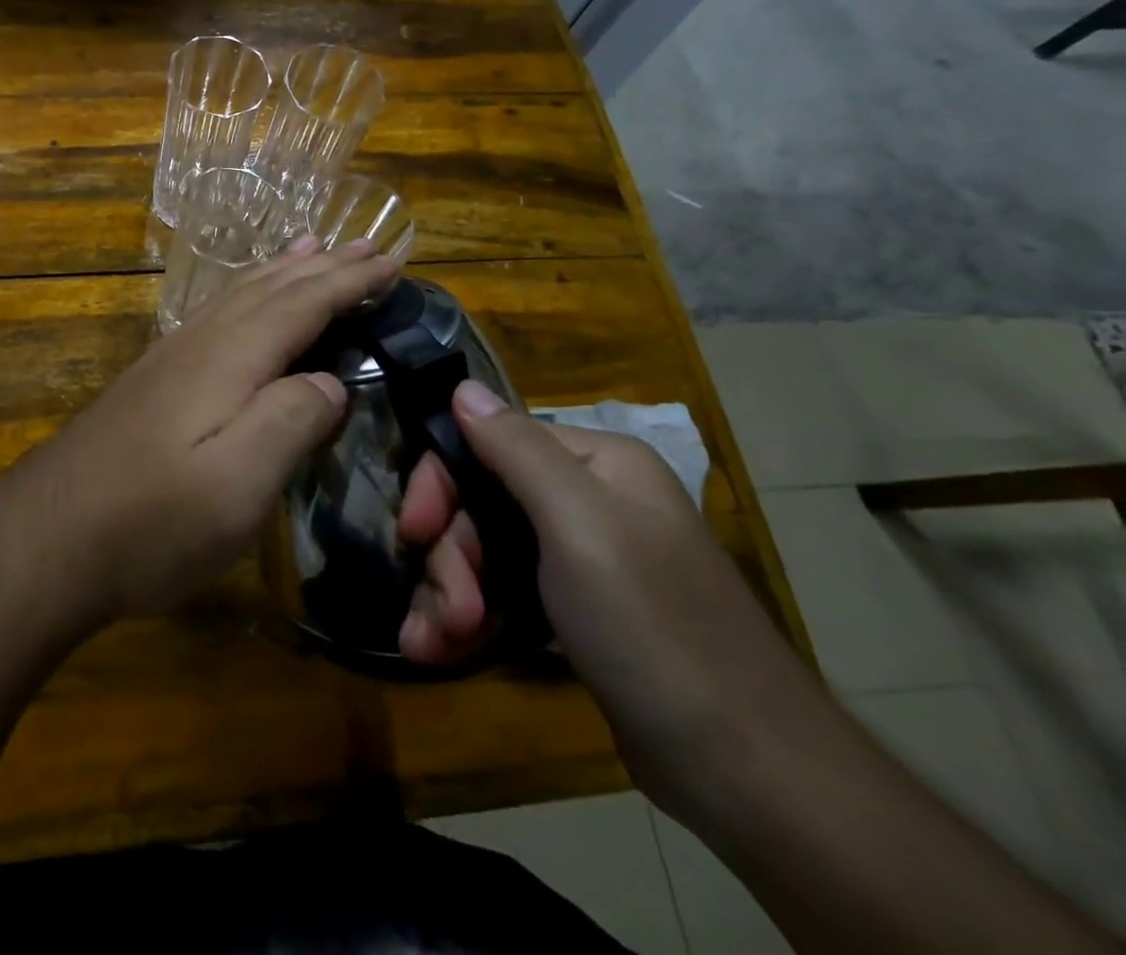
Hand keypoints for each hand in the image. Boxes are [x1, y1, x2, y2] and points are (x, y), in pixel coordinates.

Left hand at [24, 239, 399, 622]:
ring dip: (281, 271)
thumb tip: (332, 381)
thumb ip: (289, 421)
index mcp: (229, 359)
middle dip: (321, 265)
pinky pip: (215, 316)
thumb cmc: (149, 521)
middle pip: (270, 289)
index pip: (301, 303)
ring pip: (237, 296)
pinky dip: (245, 296)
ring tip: (309, 248)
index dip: (347, 280)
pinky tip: (243, 307)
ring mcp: (169, 359)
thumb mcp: (235, 485)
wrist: (45, 538)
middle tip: (365, 243)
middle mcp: (199, 343)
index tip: (391, 260)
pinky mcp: (152, 382)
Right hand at [397, 385, 820, 813]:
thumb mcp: (580, 526)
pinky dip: (465, 618)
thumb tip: (462, 385)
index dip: (441, 482)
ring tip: (434, 642)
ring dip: (447, 593)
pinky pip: (499, 592)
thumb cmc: (654, 628)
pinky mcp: (573, 612)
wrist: (745, 773)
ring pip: (481, 551)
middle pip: (479, 502)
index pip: (487, 441)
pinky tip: (441, 648)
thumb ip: (515, 450)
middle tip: (445, 612)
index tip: (412, 530)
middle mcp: (585, 499)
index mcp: (595, 463)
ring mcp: (579, 557)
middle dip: (449, 555)